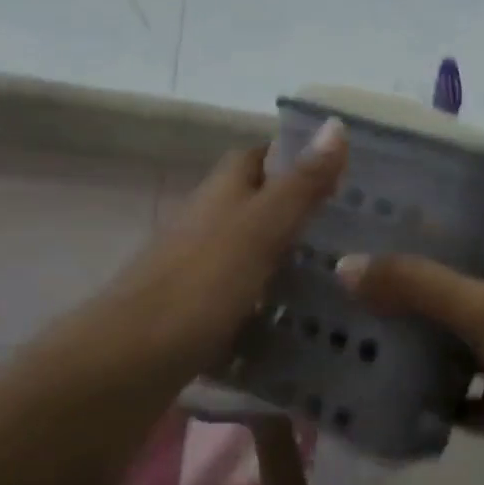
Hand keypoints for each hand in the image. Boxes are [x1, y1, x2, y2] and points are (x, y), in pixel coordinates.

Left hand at [82, 120, 347, 389]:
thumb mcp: (260, 229)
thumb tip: (336, 123)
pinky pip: (242, 298)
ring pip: (250, 253)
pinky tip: (302, 323)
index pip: (257, 157)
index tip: (341, 171)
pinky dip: (270, 304)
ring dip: (287, 259)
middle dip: (299, 212)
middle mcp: (206, 224)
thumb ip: (300, 185)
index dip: (293, 157)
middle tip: (355, 230)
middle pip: (256, 205)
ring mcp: (197, 270)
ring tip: (342, 276)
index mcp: (220, 194)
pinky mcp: (195, 313)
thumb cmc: (199, 285)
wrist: (128, 362)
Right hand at [336, 253, 483, 484]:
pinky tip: (383, 389)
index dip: (444, 240)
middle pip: (460, 301)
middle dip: (416, 294)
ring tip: (358, 327)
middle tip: (359, 282)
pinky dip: (423, 396)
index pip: (482, 251)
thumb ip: (420, 286)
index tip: (393, 232)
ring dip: (416, 344)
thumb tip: (346, 266)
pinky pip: (451, 399)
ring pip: (453, 350)